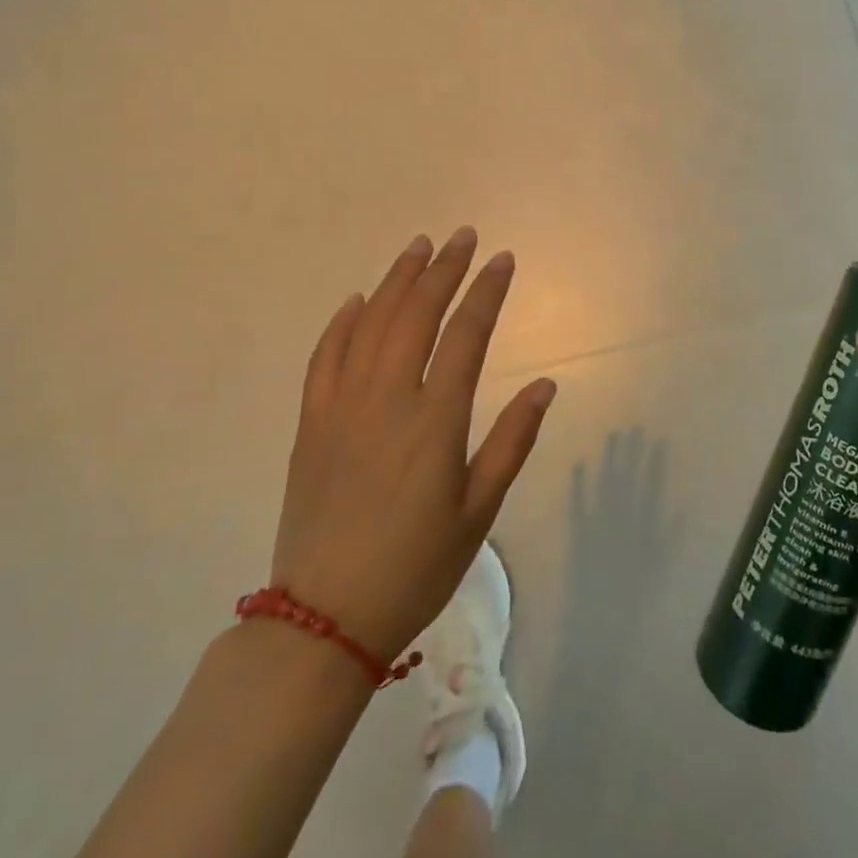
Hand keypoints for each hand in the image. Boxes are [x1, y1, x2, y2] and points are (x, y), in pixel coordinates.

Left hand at [269, 229, 556, 663]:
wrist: (323, 620)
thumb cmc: (415, 566)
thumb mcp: (478, 511)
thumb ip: (513, 441)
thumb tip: (547, 385)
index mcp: (434, 420)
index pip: (466, 334)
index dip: (487, 291)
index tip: (503, 258)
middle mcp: (387, 399)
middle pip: (416, 314)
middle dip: (443, 269)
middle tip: (463, 236)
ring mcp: (342, 407)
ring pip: (370, 324)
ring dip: (396, 280)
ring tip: (418, 247)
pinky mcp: (311, 424)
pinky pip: (324, 357)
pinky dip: (342, 322)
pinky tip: (358, 299)